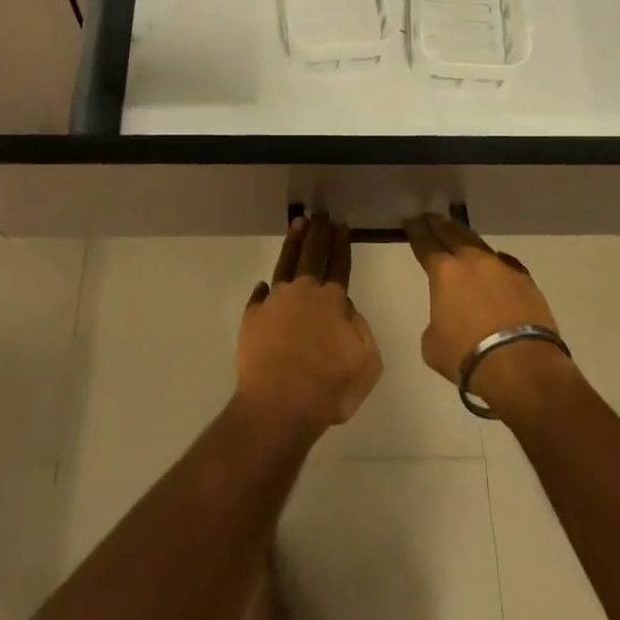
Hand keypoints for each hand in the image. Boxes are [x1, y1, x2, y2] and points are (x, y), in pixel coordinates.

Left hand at [235, 216, 382, 441]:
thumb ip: (361, 329)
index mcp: (332, 300)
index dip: (341, 242)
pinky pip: (259, 297)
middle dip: (318, 232)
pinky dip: (264, 290)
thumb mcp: (366, 363)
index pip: (339, 263)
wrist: (278, 406)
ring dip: (293, 244)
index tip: (341, 223)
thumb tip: (345, 309)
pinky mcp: (252, 318)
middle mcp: (302, 292)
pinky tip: (265, 285)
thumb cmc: (328, 388)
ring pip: (285, 264)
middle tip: (320, 213)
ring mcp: (274, 302)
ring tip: (297, 224)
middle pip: (312, 254)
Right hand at [403, 212, 573, 412]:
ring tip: (459, 233)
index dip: (415, 231)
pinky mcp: (526, 281)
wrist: (522, 365)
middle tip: (431, 216)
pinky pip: (506, 264)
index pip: (425, 244)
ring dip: (466, 238)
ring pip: (479, 244)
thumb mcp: (433, 344)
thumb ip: (435, 322)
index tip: (410, 221)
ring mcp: (501, 268)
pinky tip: (496, 263)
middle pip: (452, 234)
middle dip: (439, 225)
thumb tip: (447, 318)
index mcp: (444, 272)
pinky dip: (496, 262)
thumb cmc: (468, 355)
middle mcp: (472, 261)